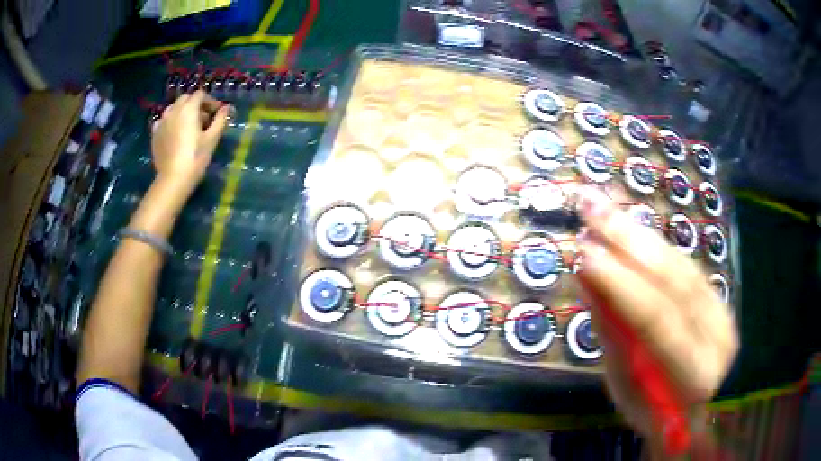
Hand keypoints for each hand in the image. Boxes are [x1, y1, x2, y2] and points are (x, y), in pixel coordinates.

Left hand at [151, 90, 229, 193]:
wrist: (173, 179)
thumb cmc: (196, 157)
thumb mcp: (212, 138)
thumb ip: (220, 120)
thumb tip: (227, 108)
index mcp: (189, 109)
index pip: (200, 95)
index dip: (210, 101)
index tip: (216, 113)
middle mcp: (174, 110)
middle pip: (186, 99)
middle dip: (195, 105)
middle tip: (203, 120)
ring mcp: (162, 121)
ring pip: (173, 109)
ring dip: (182, 112)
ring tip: (188, 127)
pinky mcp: (155, 134)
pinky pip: (163, 121)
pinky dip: (170, 122)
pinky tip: (174, 133)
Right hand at [575, 187, 737, 452]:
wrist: (692, 413)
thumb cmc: (651, 412)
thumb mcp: (624, 388)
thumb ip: (612, 334)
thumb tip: (588, 280)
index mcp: (694, 374)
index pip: (658, 319)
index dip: (621, 284)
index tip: (584, 254)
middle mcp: (716, 336)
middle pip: (675, 281)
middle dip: (629, 241)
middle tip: (590, 207)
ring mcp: (722, 312)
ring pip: (681, 265)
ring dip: (639, 233)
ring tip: (603, 206)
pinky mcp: (718, 298)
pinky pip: (685, 264)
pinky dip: (654, 243)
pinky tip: (631, 224)